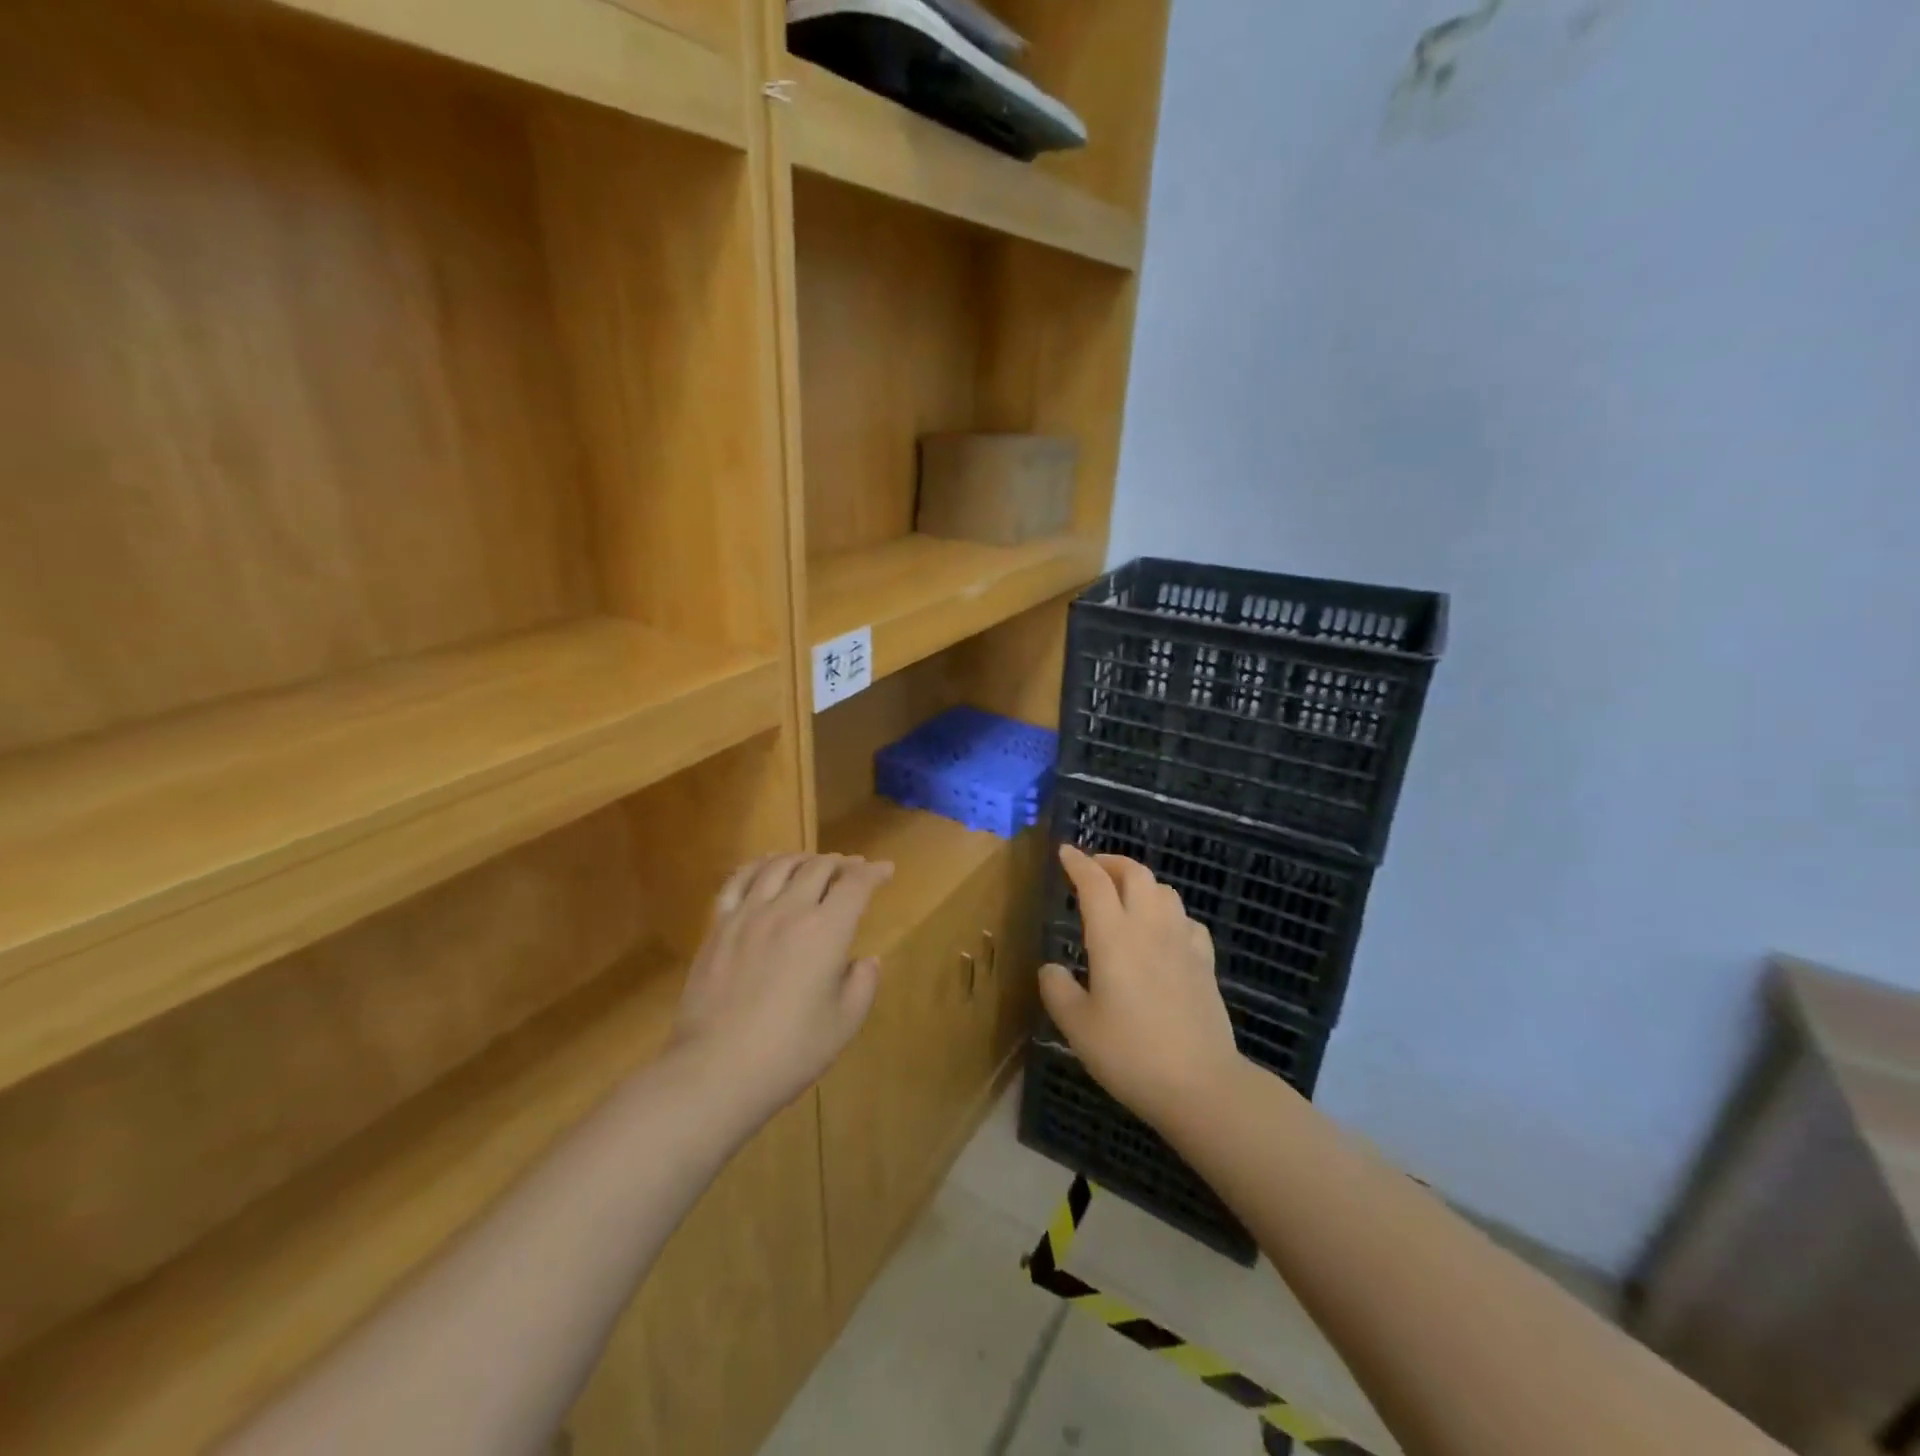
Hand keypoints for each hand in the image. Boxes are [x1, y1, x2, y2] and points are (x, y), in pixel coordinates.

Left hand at [673, 853, 893, 1114]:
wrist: (714, 1070)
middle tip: (853, 868)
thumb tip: (865, 960)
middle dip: (842, 863)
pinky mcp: (719, 926)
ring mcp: (749, 914)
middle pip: (818, 867)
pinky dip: (758, 865)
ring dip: (803, 858)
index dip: (874, 873)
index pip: (856, 885)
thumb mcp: (844, 1024)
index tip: (885, 870)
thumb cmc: (789, 1052)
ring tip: (813, 863)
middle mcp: (789, 910)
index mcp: (826, 931)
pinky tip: (765, 866)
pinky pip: (738, 881)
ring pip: (779, 866)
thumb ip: (862, 984)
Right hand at [1038, 845, 1239, 1129]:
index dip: (1078, 862)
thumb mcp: (1077, 1027)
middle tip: (1093, 869)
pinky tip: (1164, 932)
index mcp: (1113, 937)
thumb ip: (1058, 990)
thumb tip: (1051, 968)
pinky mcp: (1205, 963)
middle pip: (1136, 873)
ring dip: (1142, 883)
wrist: (1201, 1084)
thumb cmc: (1130, 1053)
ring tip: (1126, 897)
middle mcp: (1149, 927)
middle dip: (1112, 862)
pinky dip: (1170, 913)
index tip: (1065, 852)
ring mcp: (1183, 943)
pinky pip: (1188, 921)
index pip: (1094, 882)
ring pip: (1165, 891)